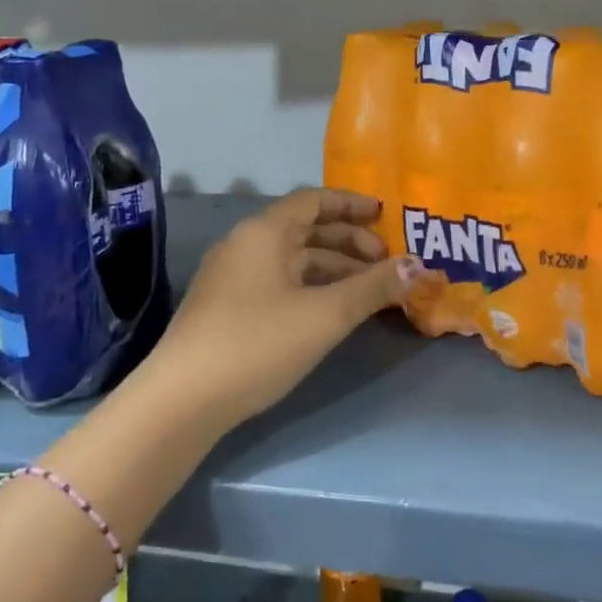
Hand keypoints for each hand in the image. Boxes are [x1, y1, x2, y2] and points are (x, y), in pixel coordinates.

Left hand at [142, 188, 427, 431]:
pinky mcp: (226, 307)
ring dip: (332, 267)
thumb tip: (420, 267)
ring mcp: (231, 276)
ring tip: (368, 290)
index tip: (386, 215)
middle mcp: (245, 244)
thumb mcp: (325, 315)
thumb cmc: (257, 344)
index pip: (313, 199)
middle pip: (305, 229)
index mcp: (264, 231)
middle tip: (386, 261)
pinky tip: (330, 310)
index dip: (352, 204)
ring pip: (293, 259)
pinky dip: (311, 287)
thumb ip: (374, 287)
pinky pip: (279, 282)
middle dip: (349, 241)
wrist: (180, 402)